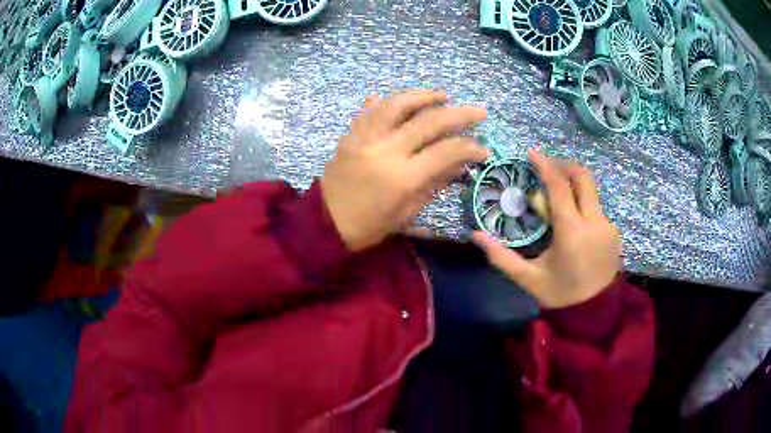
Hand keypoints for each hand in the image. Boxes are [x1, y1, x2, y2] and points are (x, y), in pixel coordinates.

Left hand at [322, 89, 488, 250]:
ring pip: (397, 104)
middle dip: (459, 114)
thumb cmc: (369, 226)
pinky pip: (371, 109)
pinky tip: (403, 99)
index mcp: (402, 177)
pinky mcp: (350, 134)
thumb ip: (435, 183)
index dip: (469, 147)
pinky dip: (388, 101)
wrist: (325, 223)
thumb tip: (461, 163)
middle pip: (428, 122)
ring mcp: (365, 138)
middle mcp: (384, 150)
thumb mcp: (408, 212)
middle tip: (478, 111)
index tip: (483, 148)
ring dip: (423, 96)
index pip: (445, 151)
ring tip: (442, 96)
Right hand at [473, 150, 621, 308]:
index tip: (532, 153)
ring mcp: (608, 225)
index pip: (560, 186)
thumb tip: (476, 235)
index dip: (545, 165)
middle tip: (547, 167)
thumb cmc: (560, 295)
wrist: (594, 312)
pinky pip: (597, 207)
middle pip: (583, 177)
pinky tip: (573, 219)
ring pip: (592, 191)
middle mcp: (594, 222)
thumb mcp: (528, 279)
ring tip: (557, 194)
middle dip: (564, 165)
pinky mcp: (614, 231)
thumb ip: (501, 257)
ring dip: (574, 184)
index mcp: (571, 232)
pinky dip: (583, 204)